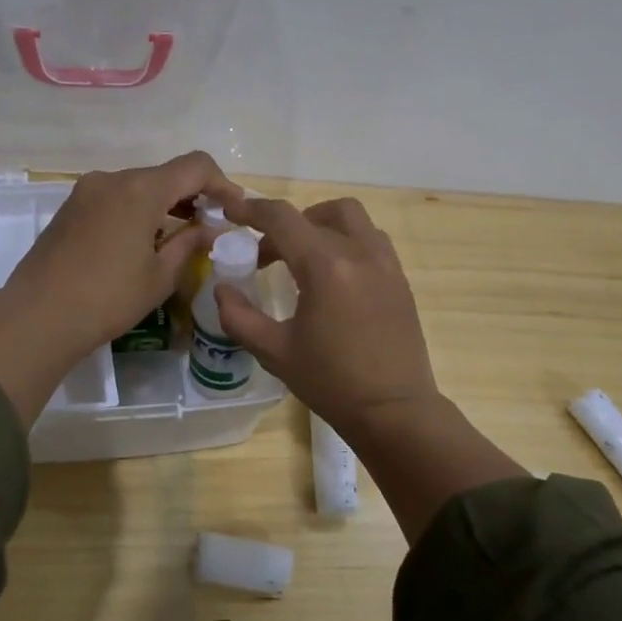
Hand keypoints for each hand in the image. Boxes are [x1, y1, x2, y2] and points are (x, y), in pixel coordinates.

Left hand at [0, 151, 240, 423]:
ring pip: (139, 187)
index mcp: (141, 189)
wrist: (38, 316)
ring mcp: (86, 191)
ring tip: (178, 240)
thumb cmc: (109, 298)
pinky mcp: (70, 208)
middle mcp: (113, 179)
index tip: (234, 211)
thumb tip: (210, 228)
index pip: (195, 166)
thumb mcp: (160, 275)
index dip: (222, 184)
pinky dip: (137, 212)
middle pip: (165, 175)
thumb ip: (190, 243)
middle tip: (209, 229)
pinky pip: (115, 199)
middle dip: (192, 197)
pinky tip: (142, 244)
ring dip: (164, 206)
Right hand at [215, 195, 524, 544]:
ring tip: (303, 261)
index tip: (232, 211)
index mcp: (326, 267)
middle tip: (269, 254)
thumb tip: (221, 288)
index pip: (283, 218)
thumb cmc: (331, 382)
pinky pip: (370, 240)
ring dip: (321, 226)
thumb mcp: (274, 352)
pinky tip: (333, 279)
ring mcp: (386, 264)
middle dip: (288, 222)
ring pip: (352, 219)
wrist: (393, 410)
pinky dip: (346, 242)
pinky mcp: (400, 279)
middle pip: (319, 211)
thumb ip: (239, 316)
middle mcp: (360, 253)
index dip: (252, 209)